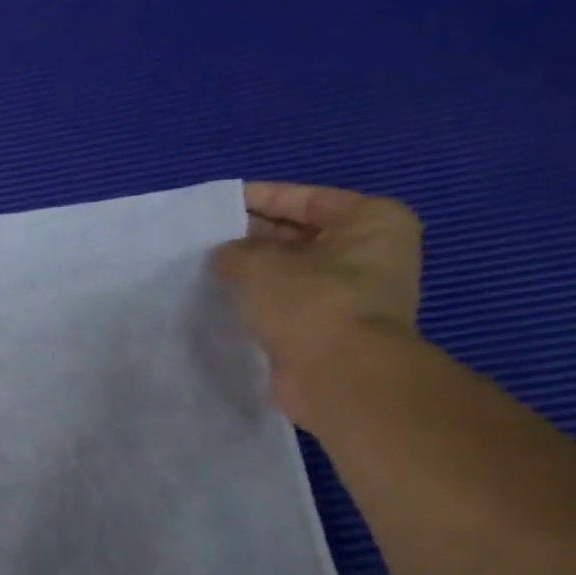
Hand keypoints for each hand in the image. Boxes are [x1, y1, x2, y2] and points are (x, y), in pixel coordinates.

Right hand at [210, 183, 421, 428]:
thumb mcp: (256, 263)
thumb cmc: (309, 303)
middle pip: (299, 233)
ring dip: (253, 271)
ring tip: (205, 268)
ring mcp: (355, 293)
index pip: (304, 198)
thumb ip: (233, 250)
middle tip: (203, 239)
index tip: (213, 206)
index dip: (256, 199)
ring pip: (291, 270)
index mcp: (371, 220)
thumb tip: (226, 256)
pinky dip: (260, 300)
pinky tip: (223, 300)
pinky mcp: (333, 327)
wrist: (339, 376)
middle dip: (252, 236)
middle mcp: (371, 252)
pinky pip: (289, 302)